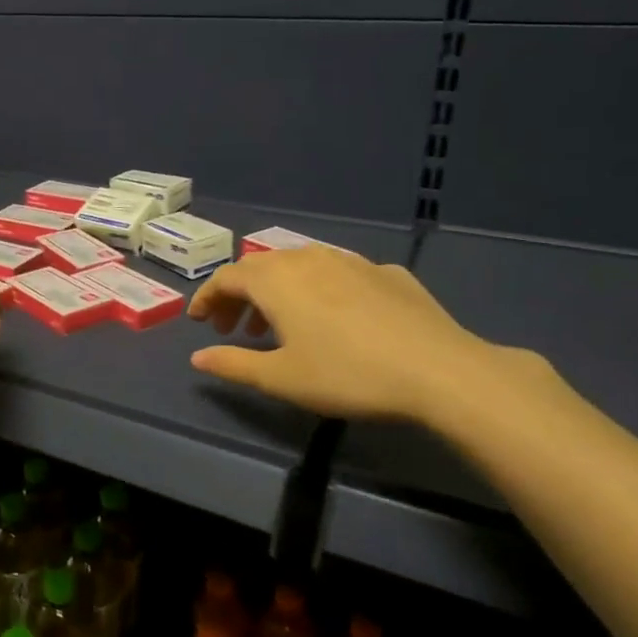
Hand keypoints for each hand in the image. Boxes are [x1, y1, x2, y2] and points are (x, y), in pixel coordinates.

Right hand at [187, 245, 507, 422]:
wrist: (440, 371)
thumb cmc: (346, 374)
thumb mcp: (280, 378)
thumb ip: (233, 364)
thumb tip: (198, 358)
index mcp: (276, 280)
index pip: (226, 277)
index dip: (207, 298)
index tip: (198, 322)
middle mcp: (308, 258)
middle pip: (261, 268)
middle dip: (240, 296)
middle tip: (234, 329)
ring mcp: (352, 261)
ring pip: (300, 267)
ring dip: (278, 292)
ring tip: (280, 326)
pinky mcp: (387, 272)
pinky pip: (338, 274)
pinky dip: (320, 291)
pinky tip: (335, 319)